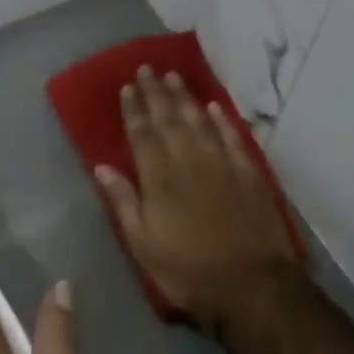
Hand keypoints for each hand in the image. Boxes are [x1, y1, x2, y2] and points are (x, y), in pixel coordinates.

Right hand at [95, 67, 299, 329]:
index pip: (143, 135)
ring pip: (200, 122)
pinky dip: (223, 120)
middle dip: (157, 93)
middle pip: (170, 120)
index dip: (134, 110)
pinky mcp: (249, 174)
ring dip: (186, 98)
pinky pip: (234, 137)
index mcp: (160, 180)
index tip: (127, 87)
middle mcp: (190, 162)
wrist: (252, 285)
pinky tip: (214, 107)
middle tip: (148, 68)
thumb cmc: (188, 271)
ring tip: (175, 77)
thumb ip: (124, 202)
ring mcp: (223, 165)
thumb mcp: (143, 245)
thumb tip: (102, 166)